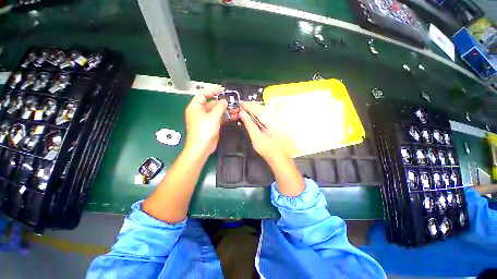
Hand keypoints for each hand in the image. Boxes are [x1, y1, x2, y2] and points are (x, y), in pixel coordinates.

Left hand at [184, 86, 236, 156]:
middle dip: (223, 102)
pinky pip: (219, 118)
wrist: (202, 148)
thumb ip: (220, 107)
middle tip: (233, 102)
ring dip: (226, 110)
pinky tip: (235, 116)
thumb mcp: (213, 117)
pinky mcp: (211, 125)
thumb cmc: (204, 131)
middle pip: (212, 103)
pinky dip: (226, 117)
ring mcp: (206, 119)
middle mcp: (200, 111)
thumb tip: (224, 101)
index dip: (212, 90)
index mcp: (196, 107)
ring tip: (237, 109)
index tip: (223, 89)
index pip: (203, 94)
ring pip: (217, 111)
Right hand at [238, 101, 287, 162]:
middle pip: (262, 107)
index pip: (258, 110)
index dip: (248, 106)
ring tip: (246, 107)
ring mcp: (279, 119)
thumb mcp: (256, 139)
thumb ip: (249, 125)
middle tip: (241, 105)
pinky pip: (268, 113)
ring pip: (265, 109)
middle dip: (251, 105)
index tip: (240, 103)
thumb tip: (242, 114)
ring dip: (255, 107)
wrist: (280, 157)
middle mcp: (277, 118)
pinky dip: (260, 111)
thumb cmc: (268, 150)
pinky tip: (255, 112)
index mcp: (272, 122)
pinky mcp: (278, 121)